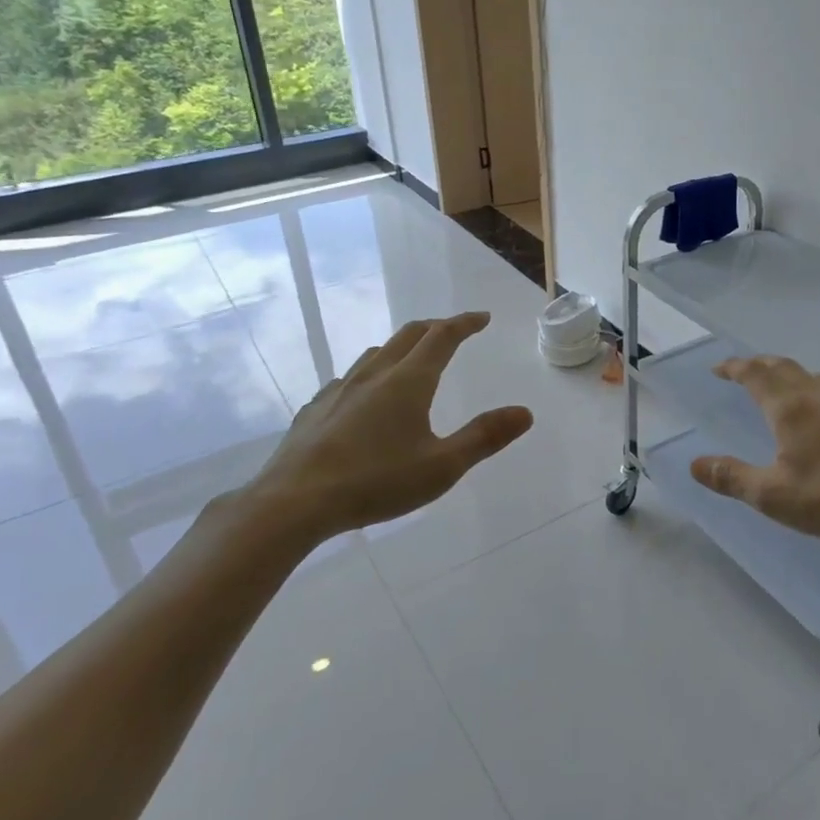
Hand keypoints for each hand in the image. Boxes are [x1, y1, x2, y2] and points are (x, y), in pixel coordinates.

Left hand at [233, 312, 533, 554]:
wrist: (294, 502)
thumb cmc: (376, 482)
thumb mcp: (442, 467)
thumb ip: (484, 437)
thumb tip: (525, 412)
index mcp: (409, 381)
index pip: (442, 337)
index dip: (464, 323)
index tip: (482, 318)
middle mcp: (375, 374)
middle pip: (409, 335)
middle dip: (435, 327)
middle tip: (454, 331)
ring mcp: (340, 388)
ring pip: (377, 353)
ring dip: (402, 347)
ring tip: (413, 359)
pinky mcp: (316, 408)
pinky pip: (351, 377)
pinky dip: (372, 373)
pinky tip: (365, 397)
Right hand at [690, 355, 819, 558]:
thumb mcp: (770, 495)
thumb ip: (730, 476)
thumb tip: (694, 463)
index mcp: (788, 408)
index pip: (754, 374)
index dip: (734, 367)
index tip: (718, 369)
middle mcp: (817, 396)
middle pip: (784, 367)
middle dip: (760, 364)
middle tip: (744, 370)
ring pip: (814, 377)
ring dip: (792, 374)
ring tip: (783, 386)